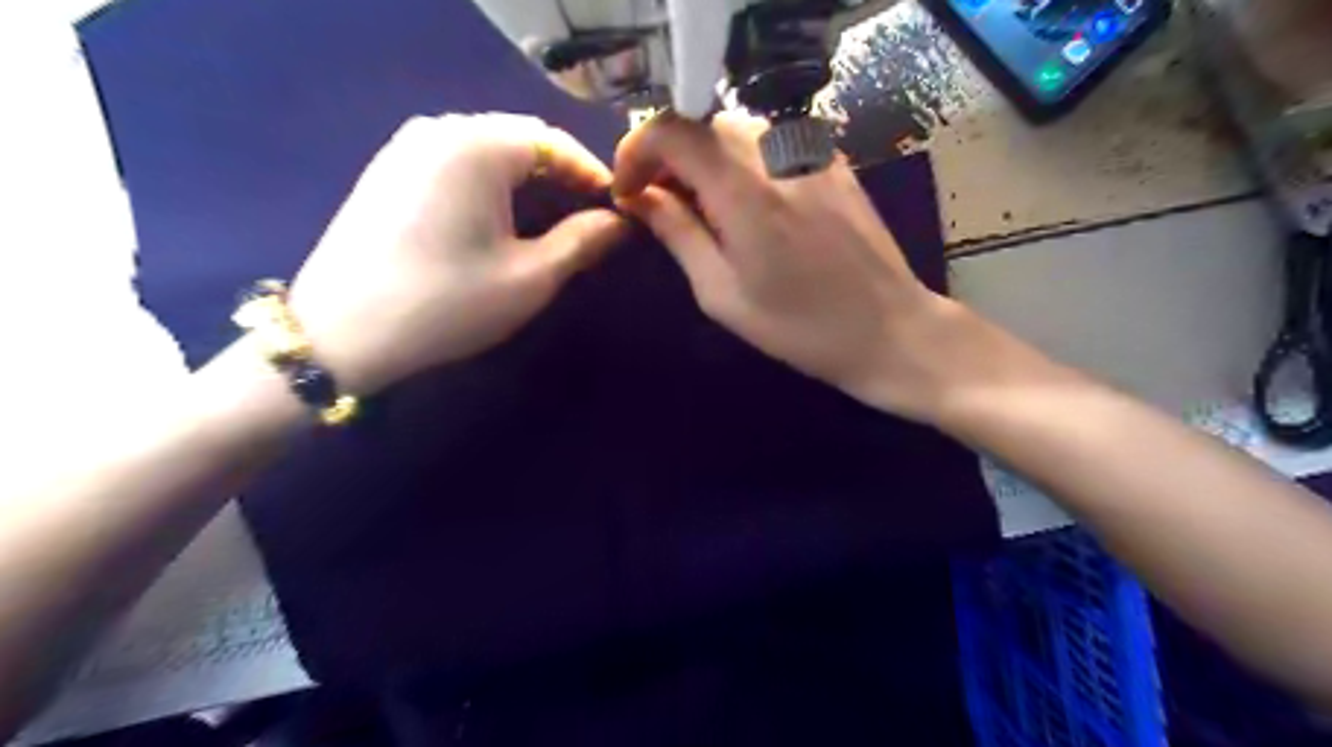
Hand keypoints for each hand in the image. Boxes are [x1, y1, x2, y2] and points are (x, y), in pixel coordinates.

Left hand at [286, 113, 629, 394]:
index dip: (593, 175)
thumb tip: (620, 223)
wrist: (341, 335)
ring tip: (550, 216)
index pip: (555, 142)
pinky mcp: (387, 169)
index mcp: (478, 145)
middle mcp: (440, 128)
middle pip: (520, 138)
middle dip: (561, 173)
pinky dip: (489, 180)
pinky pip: (455, 160)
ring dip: (526, 176)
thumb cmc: (448, 304)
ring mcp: (406, 146)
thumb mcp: (531, 278)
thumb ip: (583, 242)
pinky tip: (497, 215)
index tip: (619, 209)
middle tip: (588, 215)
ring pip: (487, 148)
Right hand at [612, 113, 987, 421]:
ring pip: (735, 130)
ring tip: (701, 209)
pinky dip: (741, 163)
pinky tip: (747, 205)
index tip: (627, 191)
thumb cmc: (799, 327)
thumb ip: (678, 234)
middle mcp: (776, 153)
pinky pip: (770, 143)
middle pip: (701, 123)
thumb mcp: (722, 293)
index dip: (635, 151)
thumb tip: (640, 197)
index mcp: (743, 190)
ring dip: (703, 160)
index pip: (670, 129)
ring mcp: (810, 152)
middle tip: (659, 205)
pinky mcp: (832, 161)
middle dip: (667, 157)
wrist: (888, 329)